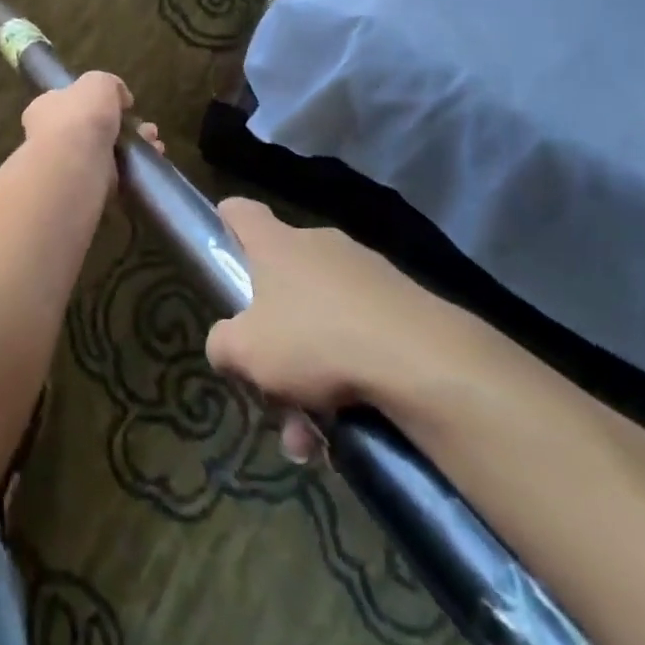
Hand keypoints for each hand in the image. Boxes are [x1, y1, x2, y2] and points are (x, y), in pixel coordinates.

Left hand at [19, 72, 160, 163]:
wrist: (74, 169)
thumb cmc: (80, 117)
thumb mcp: (98, 83)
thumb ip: (109, 84)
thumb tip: (120, 98)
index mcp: (46, 108)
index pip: (68, 101)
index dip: (95, 101)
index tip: (122, 104)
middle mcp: (52, 137)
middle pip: (92, 128)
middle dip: (123, 126)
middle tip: (147, 128)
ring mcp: (68, 165)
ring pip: (107, 152)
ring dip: (134, 147)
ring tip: (155, 144)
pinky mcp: (86, 189)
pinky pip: (114, 175)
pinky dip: (134, 169)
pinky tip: (153, 162)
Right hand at [205, 198, 451, 443]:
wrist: (423, 361)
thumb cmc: (315, 341)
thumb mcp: (246, 352)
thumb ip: (222, 344)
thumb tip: (226, 345)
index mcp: (277, 245)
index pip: (241, 212)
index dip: (226, 222)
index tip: (222, 244)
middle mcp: (320, 246)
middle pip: (283, 279)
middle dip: (273, 334)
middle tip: (269, 384)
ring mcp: (366, 272)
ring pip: (323, 318)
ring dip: (311, 369)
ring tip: (312, 432)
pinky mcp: (405, 303)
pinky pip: (361, 335)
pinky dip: (350, 375)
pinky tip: (350, 426)